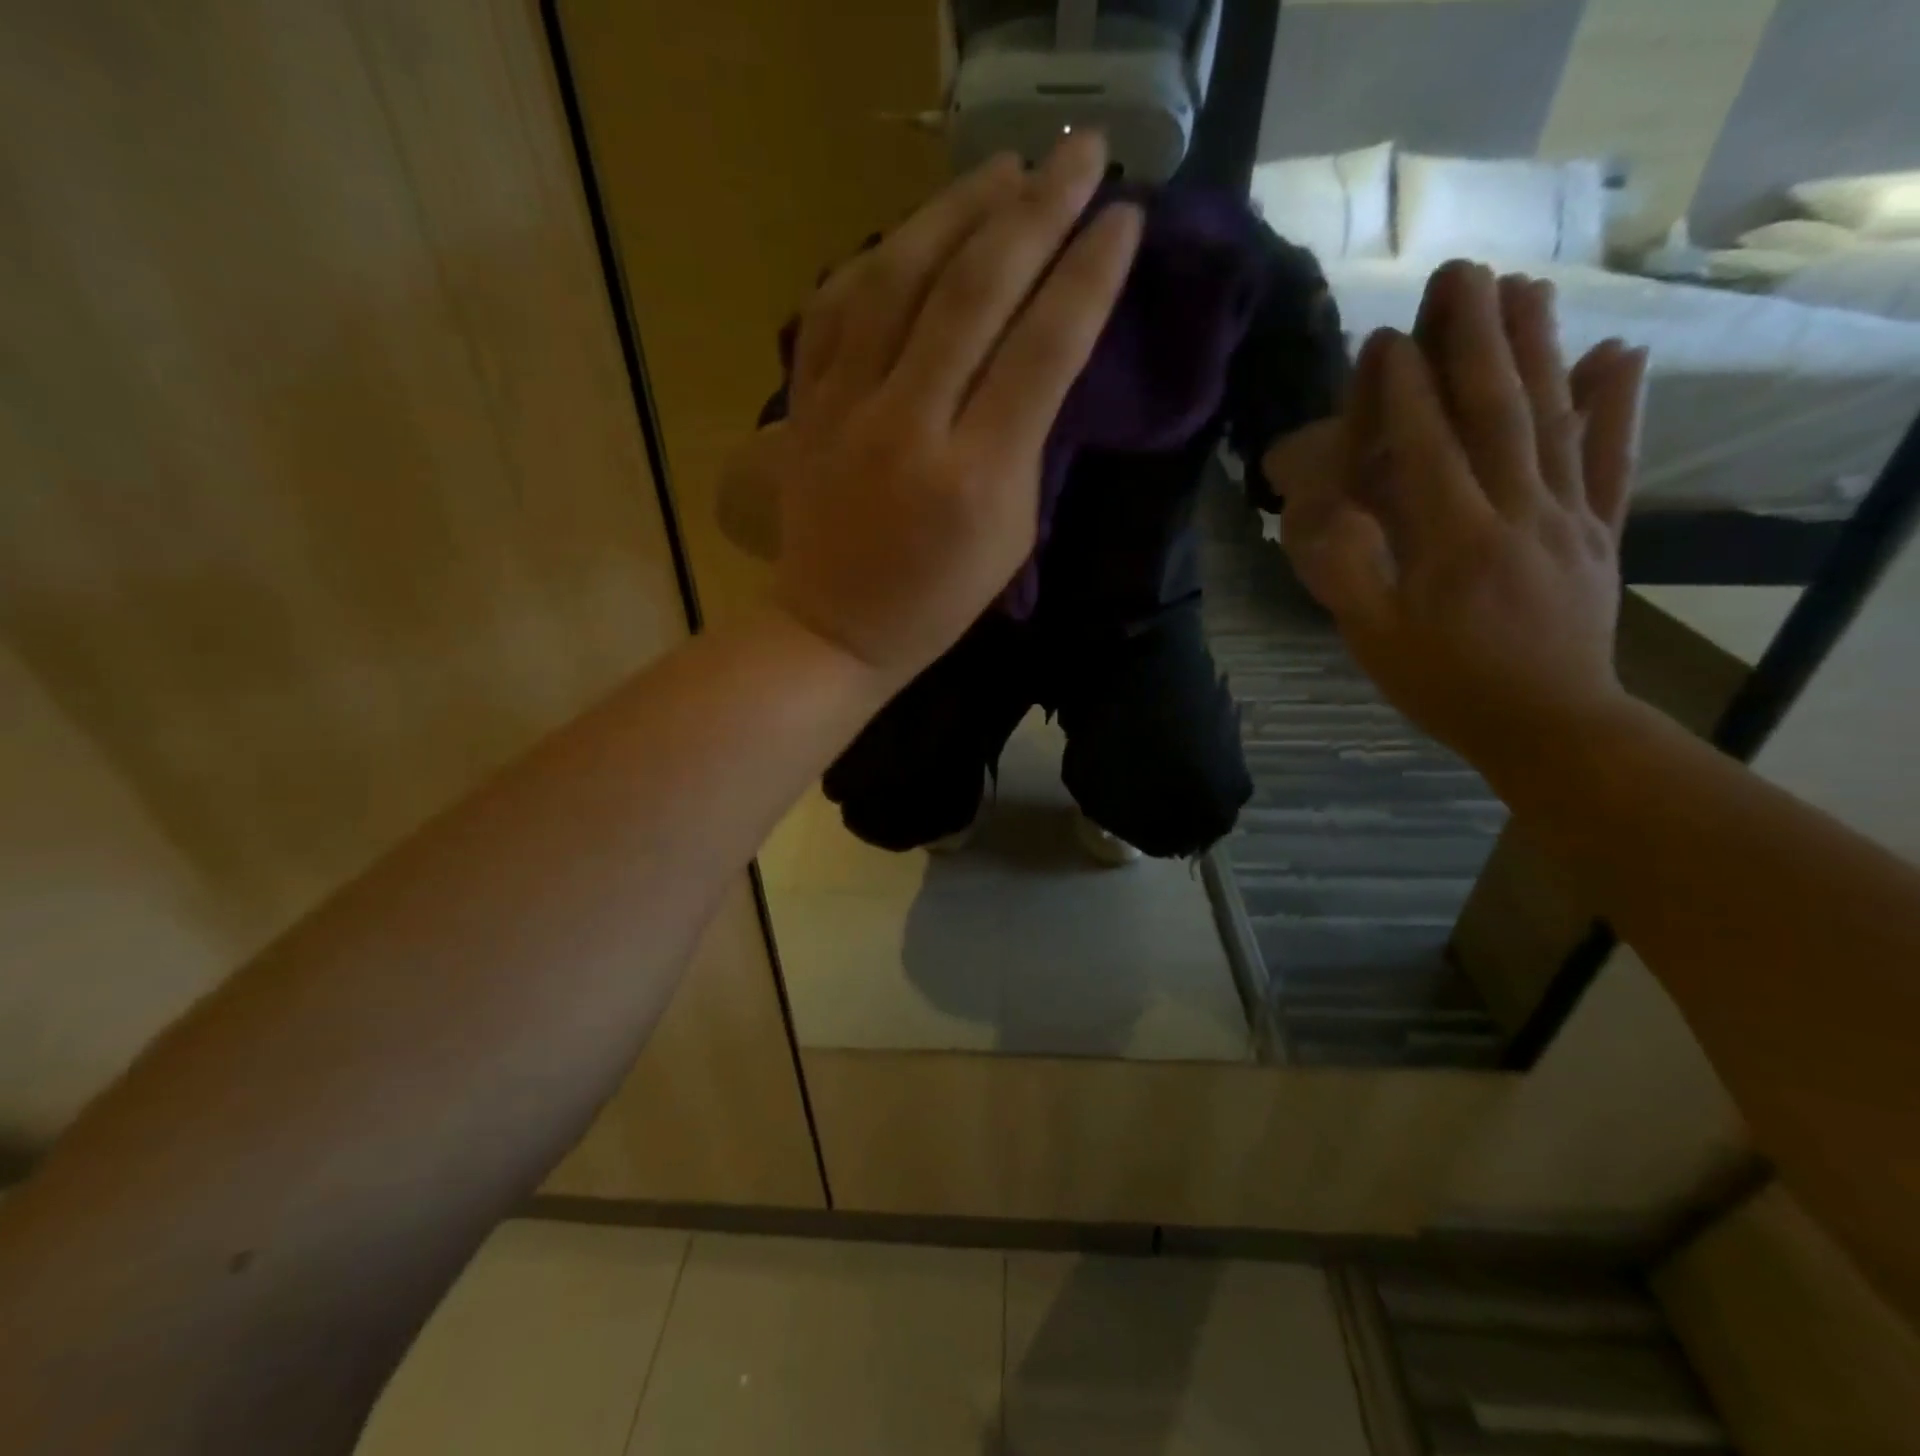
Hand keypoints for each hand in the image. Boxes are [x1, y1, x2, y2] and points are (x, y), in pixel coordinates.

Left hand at [735, 134, 1141, 684]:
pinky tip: (918, 227)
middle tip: (1083, 155)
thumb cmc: (937, 601)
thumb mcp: (1012, 535)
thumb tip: (1045, 353)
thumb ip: (1030, 443)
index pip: (1043, 351)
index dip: (1088, 276)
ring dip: (959, 209)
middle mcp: (910, 427)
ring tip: (1007, 168)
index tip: (1125, 219)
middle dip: (1038, 212)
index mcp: (976, 477)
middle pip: (975, 293)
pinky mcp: (806, 403)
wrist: (835, 629)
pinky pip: (838, 304)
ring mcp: (847, 409)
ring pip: (899, 278)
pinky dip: (881, 254)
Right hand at [1281, 261, 1649, 772]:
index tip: (1386, 336)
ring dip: (1539, 350)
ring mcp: (1568, 518)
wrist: (1549, 726)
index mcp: (1455, 540)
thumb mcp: (1375, 639)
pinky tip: (1619, 355)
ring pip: (1554, 421)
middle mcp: (1518, 512)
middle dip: (1475, 340)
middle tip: (1461, 276)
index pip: (1427, 448)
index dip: (1405, 391)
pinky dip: (1620, 406)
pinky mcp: (1600, 533)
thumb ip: (1348, 573)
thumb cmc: (1444, 684)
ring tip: (1525, 289)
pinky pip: (1613, 462)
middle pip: (1496, 412)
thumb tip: (1323, 509)